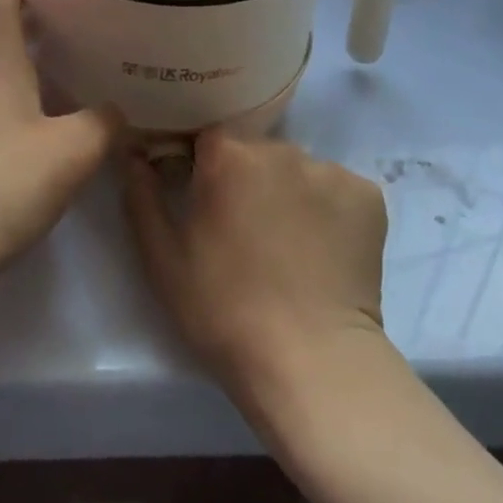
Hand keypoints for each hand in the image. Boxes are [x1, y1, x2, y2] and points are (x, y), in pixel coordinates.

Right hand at [122, 129, 387, 403]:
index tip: (201, 197)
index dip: (200, 165)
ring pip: (297, 169)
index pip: (208, 138)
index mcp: (228, 154)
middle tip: (243, 229)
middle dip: (245, 179)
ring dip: (287, 192)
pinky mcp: (368, 196)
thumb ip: (141, 195)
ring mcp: (329, 170)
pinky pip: (337, 189)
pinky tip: (323, 249)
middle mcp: (281, 148)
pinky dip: (328, 209)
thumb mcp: (163, 259)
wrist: (312, 365)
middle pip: (255, 151)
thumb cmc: (225, 310)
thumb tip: (133, 153)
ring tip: (288, 244)